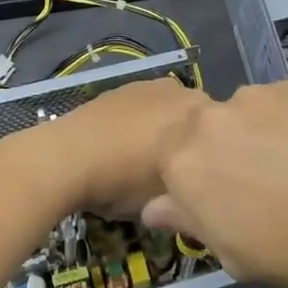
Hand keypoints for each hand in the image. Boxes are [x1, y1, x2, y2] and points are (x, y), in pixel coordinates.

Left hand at [0, 77, 210, 221]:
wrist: (63, 159)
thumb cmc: (123, 182)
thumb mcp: (168, 201)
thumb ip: (193, 194)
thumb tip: (198, 198)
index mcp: (198, 114)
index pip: (224, 135)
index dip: (213, 159)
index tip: (202, 180)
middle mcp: (177, 91)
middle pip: (195, 119)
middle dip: (190, 140)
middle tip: (175, 172)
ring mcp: (145, 86)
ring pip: (166, 111)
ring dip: (162, 130)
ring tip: (143, 160)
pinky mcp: (117, 89)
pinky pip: (140, 108)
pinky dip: (136, 124)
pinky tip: (121, 147)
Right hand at [141, 81, 287, 287]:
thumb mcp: (240, 259)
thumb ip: (191, 225)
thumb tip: (155, 206)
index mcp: (183, 164)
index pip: (165, 164)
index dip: (191, 185)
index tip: (220, 206)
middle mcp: (209, 119)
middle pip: (199, 134)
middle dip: (218, 157)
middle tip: (260, 188)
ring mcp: (255, 96)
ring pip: (239, 117)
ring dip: (253, 138)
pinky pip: (276, 105)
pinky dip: (287, 124)